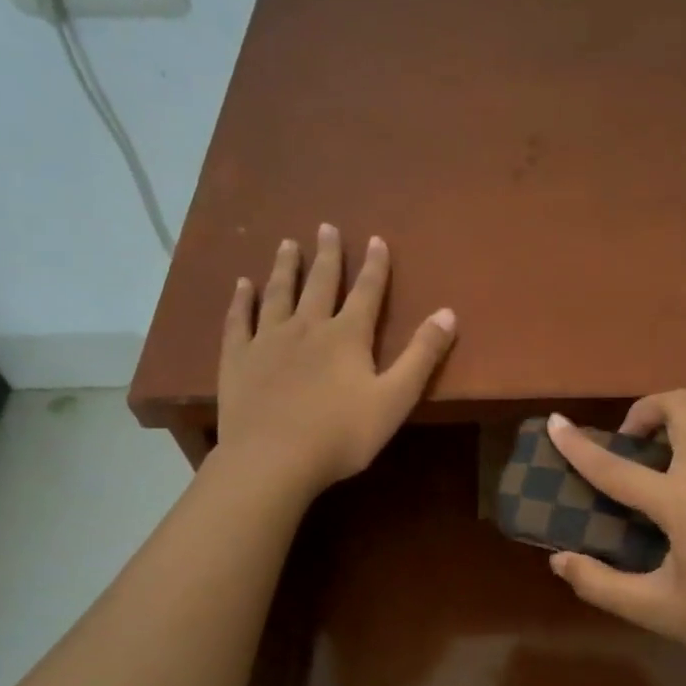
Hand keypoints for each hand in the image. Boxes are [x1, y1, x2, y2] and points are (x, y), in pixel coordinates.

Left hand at [211, 224, 455, 497]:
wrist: (273, 459)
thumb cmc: (342, 434)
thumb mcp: (395, 398)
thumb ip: (422, 355)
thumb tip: (448, 313)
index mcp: (347, 336)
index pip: (366, 292)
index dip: (374, 266)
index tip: (375, 239)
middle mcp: (307, 327)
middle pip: (320, 283)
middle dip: (327, 255)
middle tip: (326, 227)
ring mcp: (268, 340)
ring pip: (278, 294)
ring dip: (285, 267)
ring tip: (288, 244)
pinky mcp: (238, 359)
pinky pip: (238, 320)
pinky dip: (241, 300)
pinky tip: (241, 285)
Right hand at [545, 392, 685, 682]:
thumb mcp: (658, 611)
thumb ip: (602, 585)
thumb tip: (560, 560)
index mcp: (683, 501)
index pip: (617, 466)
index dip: (578, 445)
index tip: (555, 423)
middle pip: (678, 404)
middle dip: (644, 411)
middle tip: (631, 445)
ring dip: (682, 416)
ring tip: (666, 453)